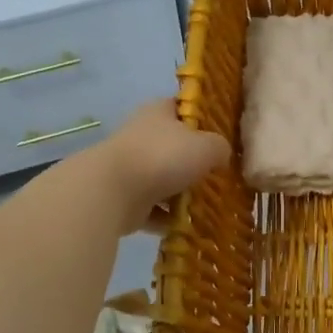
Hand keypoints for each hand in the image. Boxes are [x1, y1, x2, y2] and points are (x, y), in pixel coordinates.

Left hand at [86, 99, 230, 232]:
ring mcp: (130, 167)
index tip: (220, 134)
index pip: (182, 106)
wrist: (112, 192)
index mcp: (158, 112)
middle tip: (217, 174)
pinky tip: (185, 225)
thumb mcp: (206, 146)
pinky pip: (152, 208)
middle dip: (193, 161)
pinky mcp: (123, 198)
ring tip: (206, 204)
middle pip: (174, 146)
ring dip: (180, 193)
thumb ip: (220, 147)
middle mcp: (142, 135)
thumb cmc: (163, 157)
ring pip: (163, 179)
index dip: (201, 117)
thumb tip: (221, 155)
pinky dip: (166, 217)